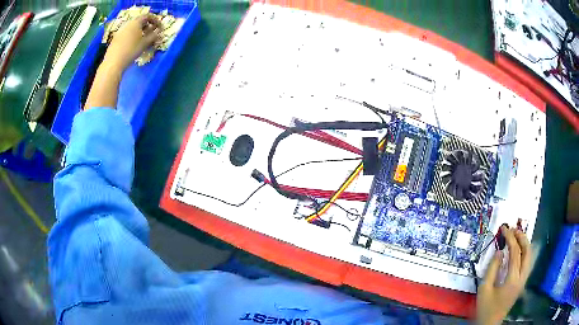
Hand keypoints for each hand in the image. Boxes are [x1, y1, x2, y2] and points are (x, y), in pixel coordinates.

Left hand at [103, 14, 160, 70]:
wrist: (113, 63)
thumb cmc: (131, 51)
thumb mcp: (145, 43)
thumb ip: (154, 36)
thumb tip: (159, 32)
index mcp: (136, 22)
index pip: (148, 16)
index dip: (155, 20)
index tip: (159, 27)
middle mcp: (128, 24)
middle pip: (139, 21)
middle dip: (147, 25)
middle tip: (152, 32)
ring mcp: (120, 31)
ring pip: (133, 27)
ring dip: (139, 31)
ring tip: (143, 39)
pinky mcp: (115, 38)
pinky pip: (127, 33)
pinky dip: (132, 35)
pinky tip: (133, 44)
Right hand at [476, 226, 531, 324]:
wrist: (491, 323)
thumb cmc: (486, 308)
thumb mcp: (484, 289)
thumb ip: (492, 268)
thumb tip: (499, 251)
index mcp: (512, 279)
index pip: (515, 252)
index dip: (510, 238)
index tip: (504, 229)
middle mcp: (522, 277)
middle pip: (527, 251)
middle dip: (521, 237)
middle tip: (513, 229)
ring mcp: (524, 280)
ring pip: (530, 256)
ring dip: (524, 243)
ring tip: (516, 236)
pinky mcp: (523, 282)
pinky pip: (527, 262)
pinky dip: (525, 252)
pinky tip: (519, 250)